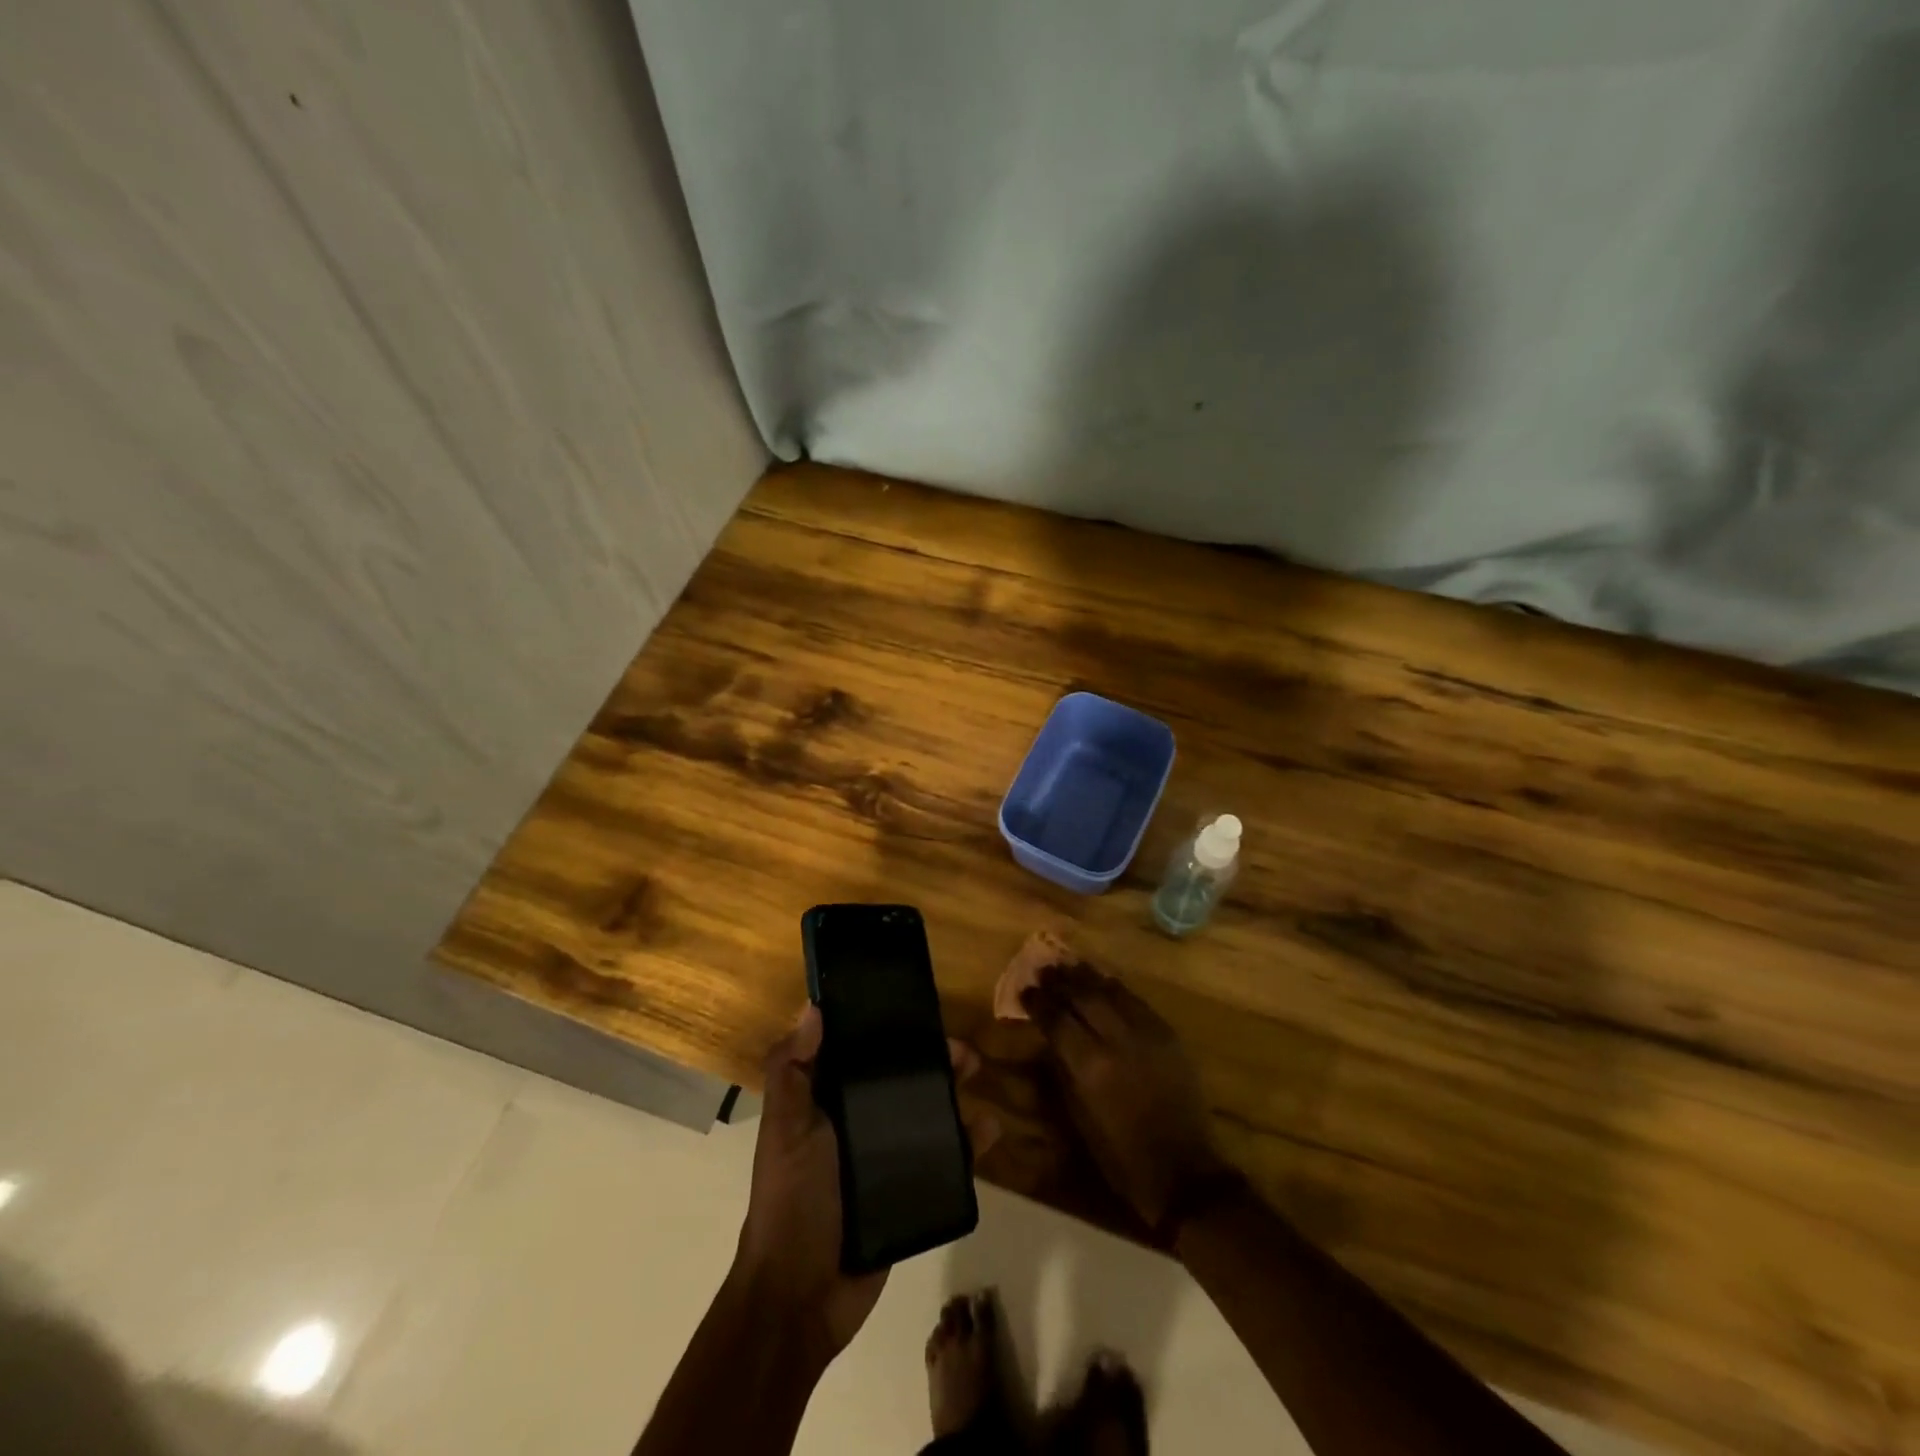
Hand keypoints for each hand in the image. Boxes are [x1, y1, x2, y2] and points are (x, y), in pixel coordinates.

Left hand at [733, 1007, 996, 1368]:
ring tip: (979, 1076)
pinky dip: (968, 1142)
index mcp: (826, 1102)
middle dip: (931, 1059)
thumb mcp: (786, 1129)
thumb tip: (813, 1008)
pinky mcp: (909, 1191)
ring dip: (954, 1092)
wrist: (802, 1297)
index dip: (885, 1028)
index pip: (859, 1053)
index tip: (917, 1009)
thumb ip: (792, 1070)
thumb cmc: (793, 1200)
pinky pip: (944, 1159)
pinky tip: (989, 1129)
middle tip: (962, 1049)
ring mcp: (885, 1158)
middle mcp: (857, 1123)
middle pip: (900, 1079)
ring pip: (926, 1113)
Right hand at [1022, 962, 1228, 1232]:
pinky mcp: (1169, 1035)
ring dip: (1088, 977)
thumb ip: (1063, 1070)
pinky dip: (1117, 989)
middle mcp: (1118, 1040)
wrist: (1183, 1171)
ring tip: (1071, 966)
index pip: (1058, 1020)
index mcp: (1091, 1066)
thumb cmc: (1121, 1154)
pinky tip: (1105, 982)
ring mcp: (1147, 1034)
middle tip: (1044, 971)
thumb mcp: (1079, 1116)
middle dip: (1061, 981)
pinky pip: (1137, 1001)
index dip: (1039, 1003)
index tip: (1026, 991)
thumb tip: (1050, 1039)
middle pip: (1084, 996)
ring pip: (1112, 991)